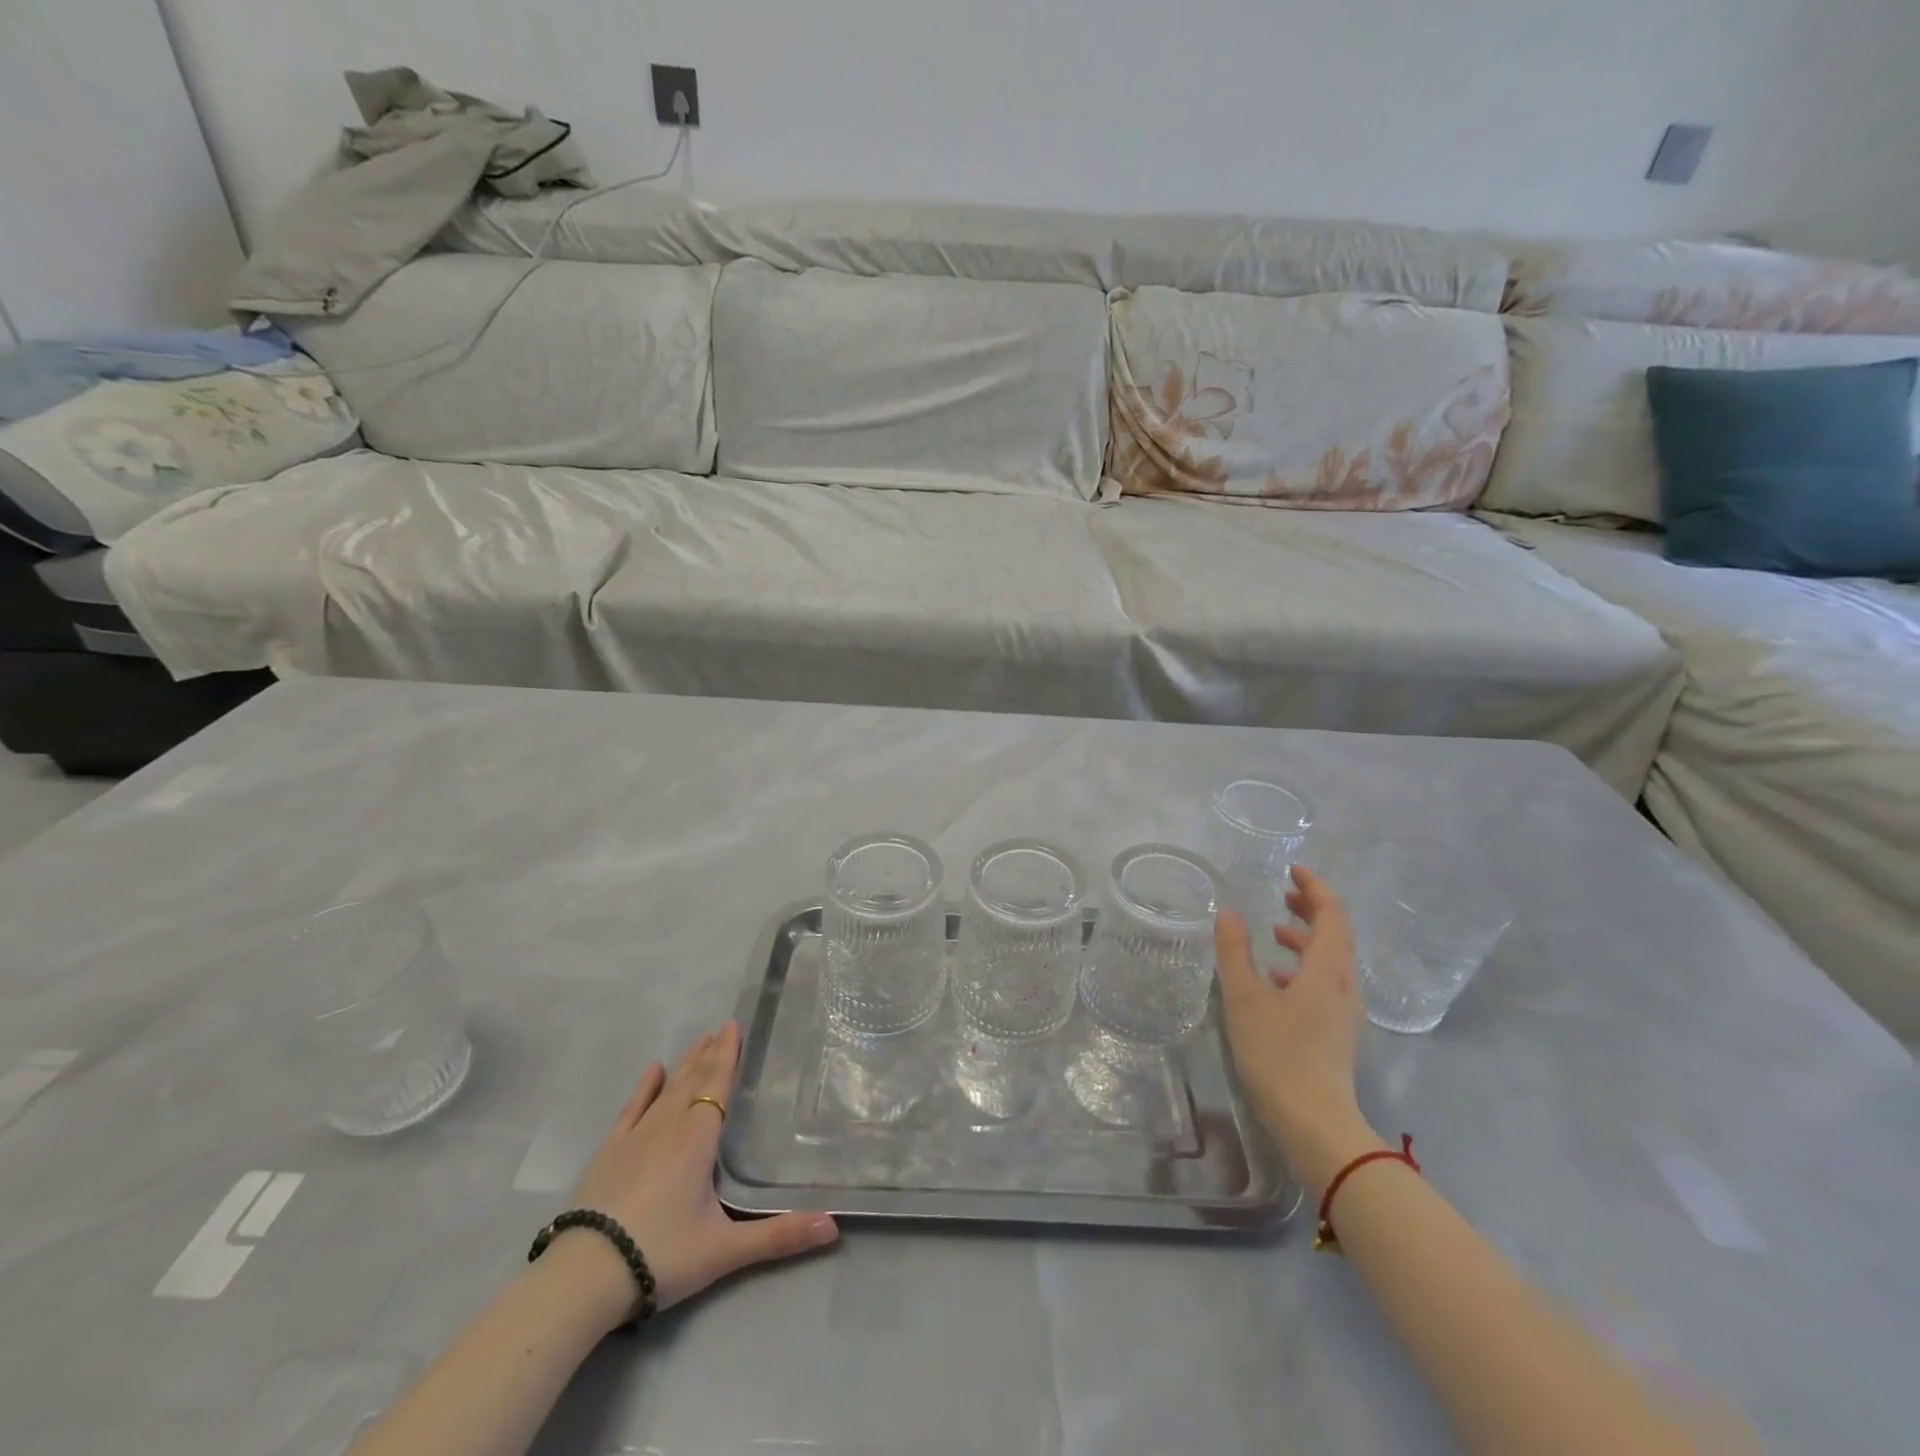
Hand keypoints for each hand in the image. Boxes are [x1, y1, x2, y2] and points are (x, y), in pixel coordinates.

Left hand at [556, 1023, 838, 1330]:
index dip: (728, 1056)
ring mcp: (635, 1137)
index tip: (735, 1026)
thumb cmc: (661, 1255)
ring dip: (686, 1064)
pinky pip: (632, 1109)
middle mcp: (669, 1126)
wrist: (583, 1278)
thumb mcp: (725, 1251)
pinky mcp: (609, 1152)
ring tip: (699, 1041)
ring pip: (667, 1089)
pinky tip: (654, 1070)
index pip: (718, 1086)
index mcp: (698, 1139)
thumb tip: (833, 1226)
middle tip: (723, 1028)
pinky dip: (645, 1088)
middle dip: (710, 1054)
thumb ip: (779, 1236)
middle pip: (694, 1080)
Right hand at [1216, 866, 1381, 1193]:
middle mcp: (1345, 985)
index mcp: (1327, 970)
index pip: (1332, 914)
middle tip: (1284, 894)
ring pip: (1333, 961)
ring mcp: (1345, 1011)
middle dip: (1313, 909)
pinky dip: (1306, 968)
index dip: (1315, 888)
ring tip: (1277, 932)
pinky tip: (1277, 980)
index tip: (1293, 870)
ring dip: (1309, 939)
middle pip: (1337, 935)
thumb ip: (1235, 952)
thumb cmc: (1278, 1053)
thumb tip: (1229, 912)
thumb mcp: (1244, 998)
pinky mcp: (1338, 1032)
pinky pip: (1328, 983)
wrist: (1315, 1123)